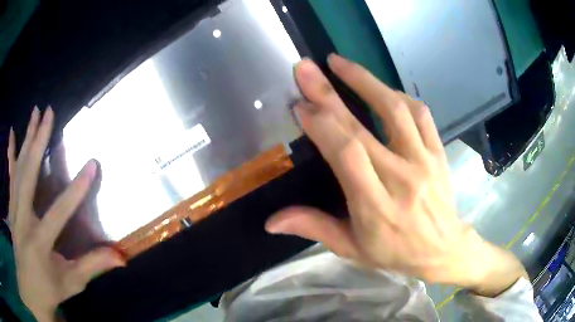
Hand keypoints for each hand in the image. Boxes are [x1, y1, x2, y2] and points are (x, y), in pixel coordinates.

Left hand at [7, 107, 124, 321]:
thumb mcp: (71, 282)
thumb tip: (121, 257)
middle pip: (28, 176)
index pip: (58, 212)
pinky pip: (10, 175)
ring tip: (35, 112)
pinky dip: (10, 153)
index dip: (76, 190)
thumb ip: (92, 266)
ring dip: (26, 139)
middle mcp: (22, 221)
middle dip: (38, 141)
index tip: (92, 164)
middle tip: (49, 112)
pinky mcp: (11, 208)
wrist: (29, 289)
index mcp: (39, 243)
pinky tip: (12, 133)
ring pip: (18, 169)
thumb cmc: (48, 289)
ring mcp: (14, 211)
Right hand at [266, 55, 526, 295]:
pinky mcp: (438, 152)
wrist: (442, 248)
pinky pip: (420, 114)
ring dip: (365, 80)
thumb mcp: (352, 248)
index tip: (299, 105)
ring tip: (340, 63)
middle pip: (362, 127)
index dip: (321, 125)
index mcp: (375, 205)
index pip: (346, 154)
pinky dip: (398, 95)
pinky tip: (381, 88)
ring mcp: (424, 160)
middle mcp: (401, 177)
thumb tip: (271, 221)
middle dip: (329, 92)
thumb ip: (314, 228)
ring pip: (395, 109)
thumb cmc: (395, 251)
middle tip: (306, 68)